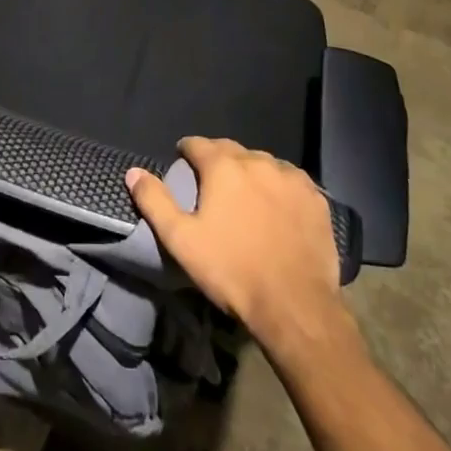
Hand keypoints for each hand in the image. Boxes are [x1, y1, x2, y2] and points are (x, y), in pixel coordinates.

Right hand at [126, 137, 354, 351]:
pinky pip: (291, 181)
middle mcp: (258, 161)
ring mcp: (291, 178)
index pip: (197, 143)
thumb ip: (154, 201)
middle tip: (212, 186)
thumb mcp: (181, 240)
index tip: (183, 164)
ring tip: (246, 197)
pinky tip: (277, 208)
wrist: (295, 307)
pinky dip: (279, 187)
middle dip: (218, 161)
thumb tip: (133, 172)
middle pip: (231, 150)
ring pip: (263, 164)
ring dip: (250, 173)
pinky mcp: (316, 198)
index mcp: (223, 166)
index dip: (186, 152)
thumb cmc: (231, 271)